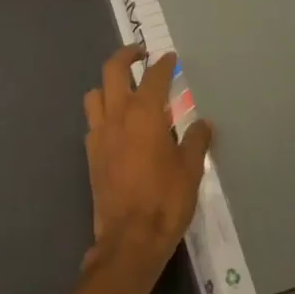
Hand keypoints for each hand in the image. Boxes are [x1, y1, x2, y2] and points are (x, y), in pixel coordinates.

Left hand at [83, 45, 211, 270]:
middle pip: (113, 69)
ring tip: (123, 88)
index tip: (170, 58)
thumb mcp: (190, 170)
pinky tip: (116, 124)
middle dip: (126, 55)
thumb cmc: (165, 201)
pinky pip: (92, 121)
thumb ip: (196, 141)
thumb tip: (203, 123)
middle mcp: (118, 114)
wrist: (130, 240)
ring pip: (95, 93)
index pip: (154, 76)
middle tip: (139, 54)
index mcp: (145, 113)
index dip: (163, 64)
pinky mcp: (91, 153)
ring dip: (108, 84)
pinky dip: (102, 112)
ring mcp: (100, 133)